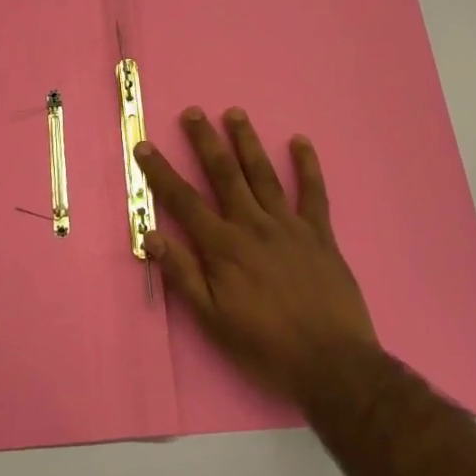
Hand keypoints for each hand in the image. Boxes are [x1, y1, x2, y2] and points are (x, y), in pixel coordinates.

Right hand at [135, 107, 378, 405]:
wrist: (331, 363)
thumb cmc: (265, 346)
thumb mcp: (213, 319)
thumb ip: (182, 275)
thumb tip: (151, 235)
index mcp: (223, 246)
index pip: (184, 201)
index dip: (161, 172)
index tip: (145, 146)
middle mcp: (253, 225)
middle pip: (224, 174)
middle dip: (206, 141)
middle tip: (193, 112)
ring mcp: (289, 225)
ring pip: (263, 174)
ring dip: (247, 142)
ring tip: (235, 113)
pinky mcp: (320, 233)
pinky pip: (313, 192)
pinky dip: (307, 165)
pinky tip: (300, 142)